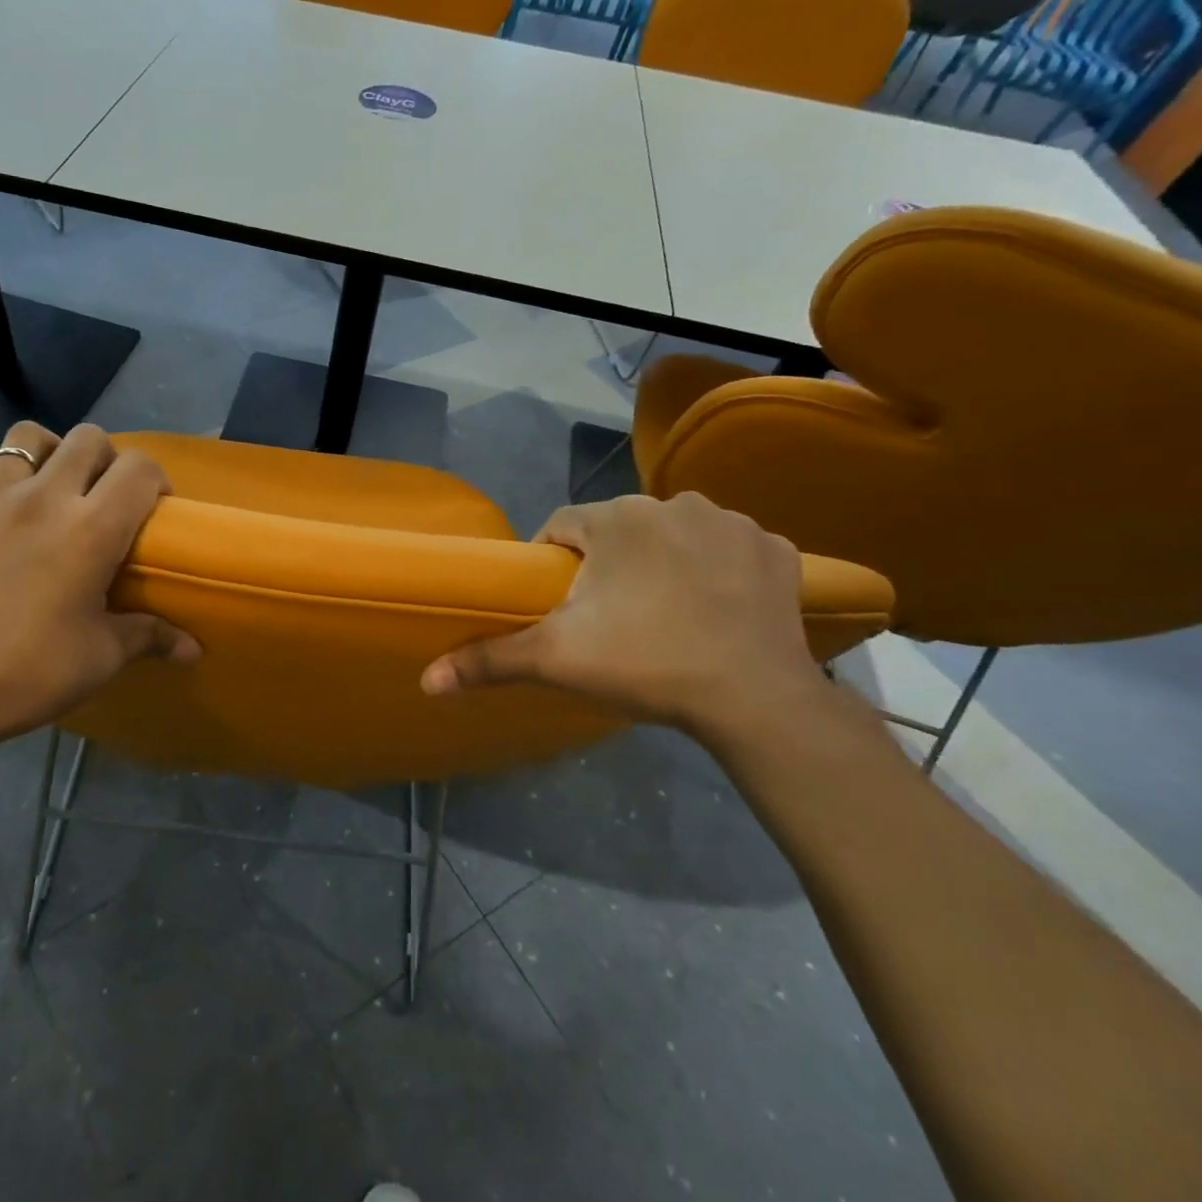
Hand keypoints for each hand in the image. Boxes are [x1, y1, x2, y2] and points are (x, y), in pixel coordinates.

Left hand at [0, 421, 198, 760]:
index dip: (156, 479)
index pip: (139, 470)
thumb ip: (151, 637)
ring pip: (23, 437)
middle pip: (87, 440)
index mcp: (92, 528)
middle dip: (108, 459)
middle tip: (107, 497)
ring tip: (54, 478)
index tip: (155, 508)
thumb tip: (193, 649)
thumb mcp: (102, 656)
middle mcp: (44, 498)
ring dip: (49, 448)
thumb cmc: (32, 672)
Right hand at [421, 492, 826, 738]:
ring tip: (664, 614)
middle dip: (608, 564)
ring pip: (673, 535)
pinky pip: (728, 550)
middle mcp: (672, 503)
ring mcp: (731, 522)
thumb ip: (487, 660)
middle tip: (610, 618)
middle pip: (619, 530)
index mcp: (615, 518)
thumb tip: (426, 680)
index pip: (562, 526)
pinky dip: (716, 570)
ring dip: (661, 562)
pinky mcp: (775, 549)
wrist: (755, 698)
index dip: (552, 563)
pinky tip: (715, 609)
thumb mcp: (555, 660)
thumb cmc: (644, 663)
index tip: (557, 604)